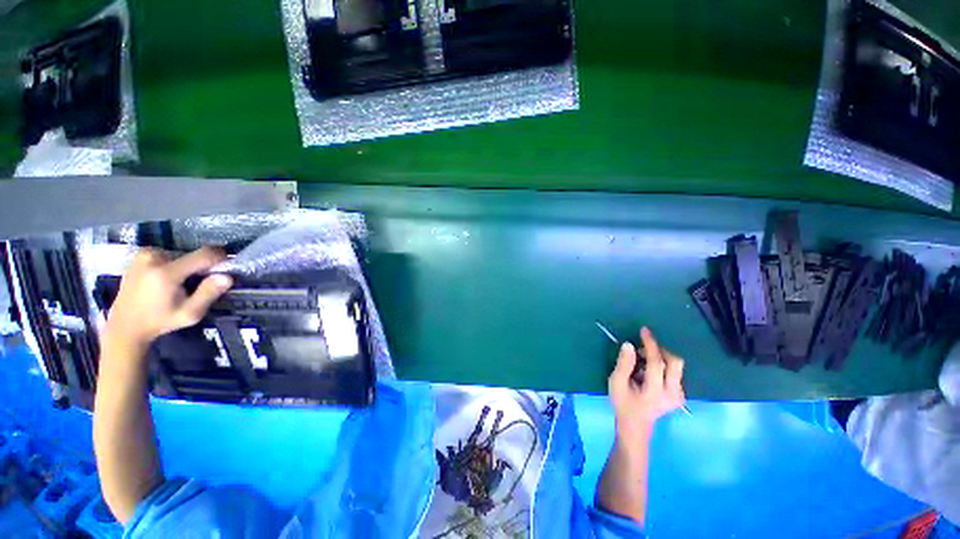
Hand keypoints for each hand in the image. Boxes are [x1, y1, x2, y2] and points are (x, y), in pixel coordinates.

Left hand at [104, 247, 232, 349]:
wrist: (125, 326)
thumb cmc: (160, 321)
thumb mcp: (190, 314)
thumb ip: (209, 293)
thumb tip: (228, 277)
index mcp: (166, 272)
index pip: (204, 254)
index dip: (220, 258)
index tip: (227, 267)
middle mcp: (154, 258)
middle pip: (191, 255)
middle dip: (200, 267)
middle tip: (197, 284)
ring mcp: (144, 255)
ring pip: (180, 255)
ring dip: (186, 266)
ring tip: (181, 284)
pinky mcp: (139, 256)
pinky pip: (167, 256)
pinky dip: (173, 265)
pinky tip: (167, 281)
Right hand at [608, 327, 685, 439]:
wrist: (635, 425)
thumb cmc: (623, 403)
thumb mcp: (616, 382)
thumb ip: (624, 364)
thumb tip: (629, 344)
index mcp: (655, 391)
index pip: (657, 362)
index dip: (650, 344)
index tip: (644, 330)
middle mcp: (673, 393)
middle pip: (675, 362)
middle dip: (660, 351)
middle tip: (643, 350)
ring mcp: (679, 395)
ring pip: (676, 367)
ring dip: (660, 358)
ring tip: (642, 363)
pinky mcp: (680, 395)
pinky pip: (675, 372)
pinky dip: (662, 366)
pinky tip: (649, 372)